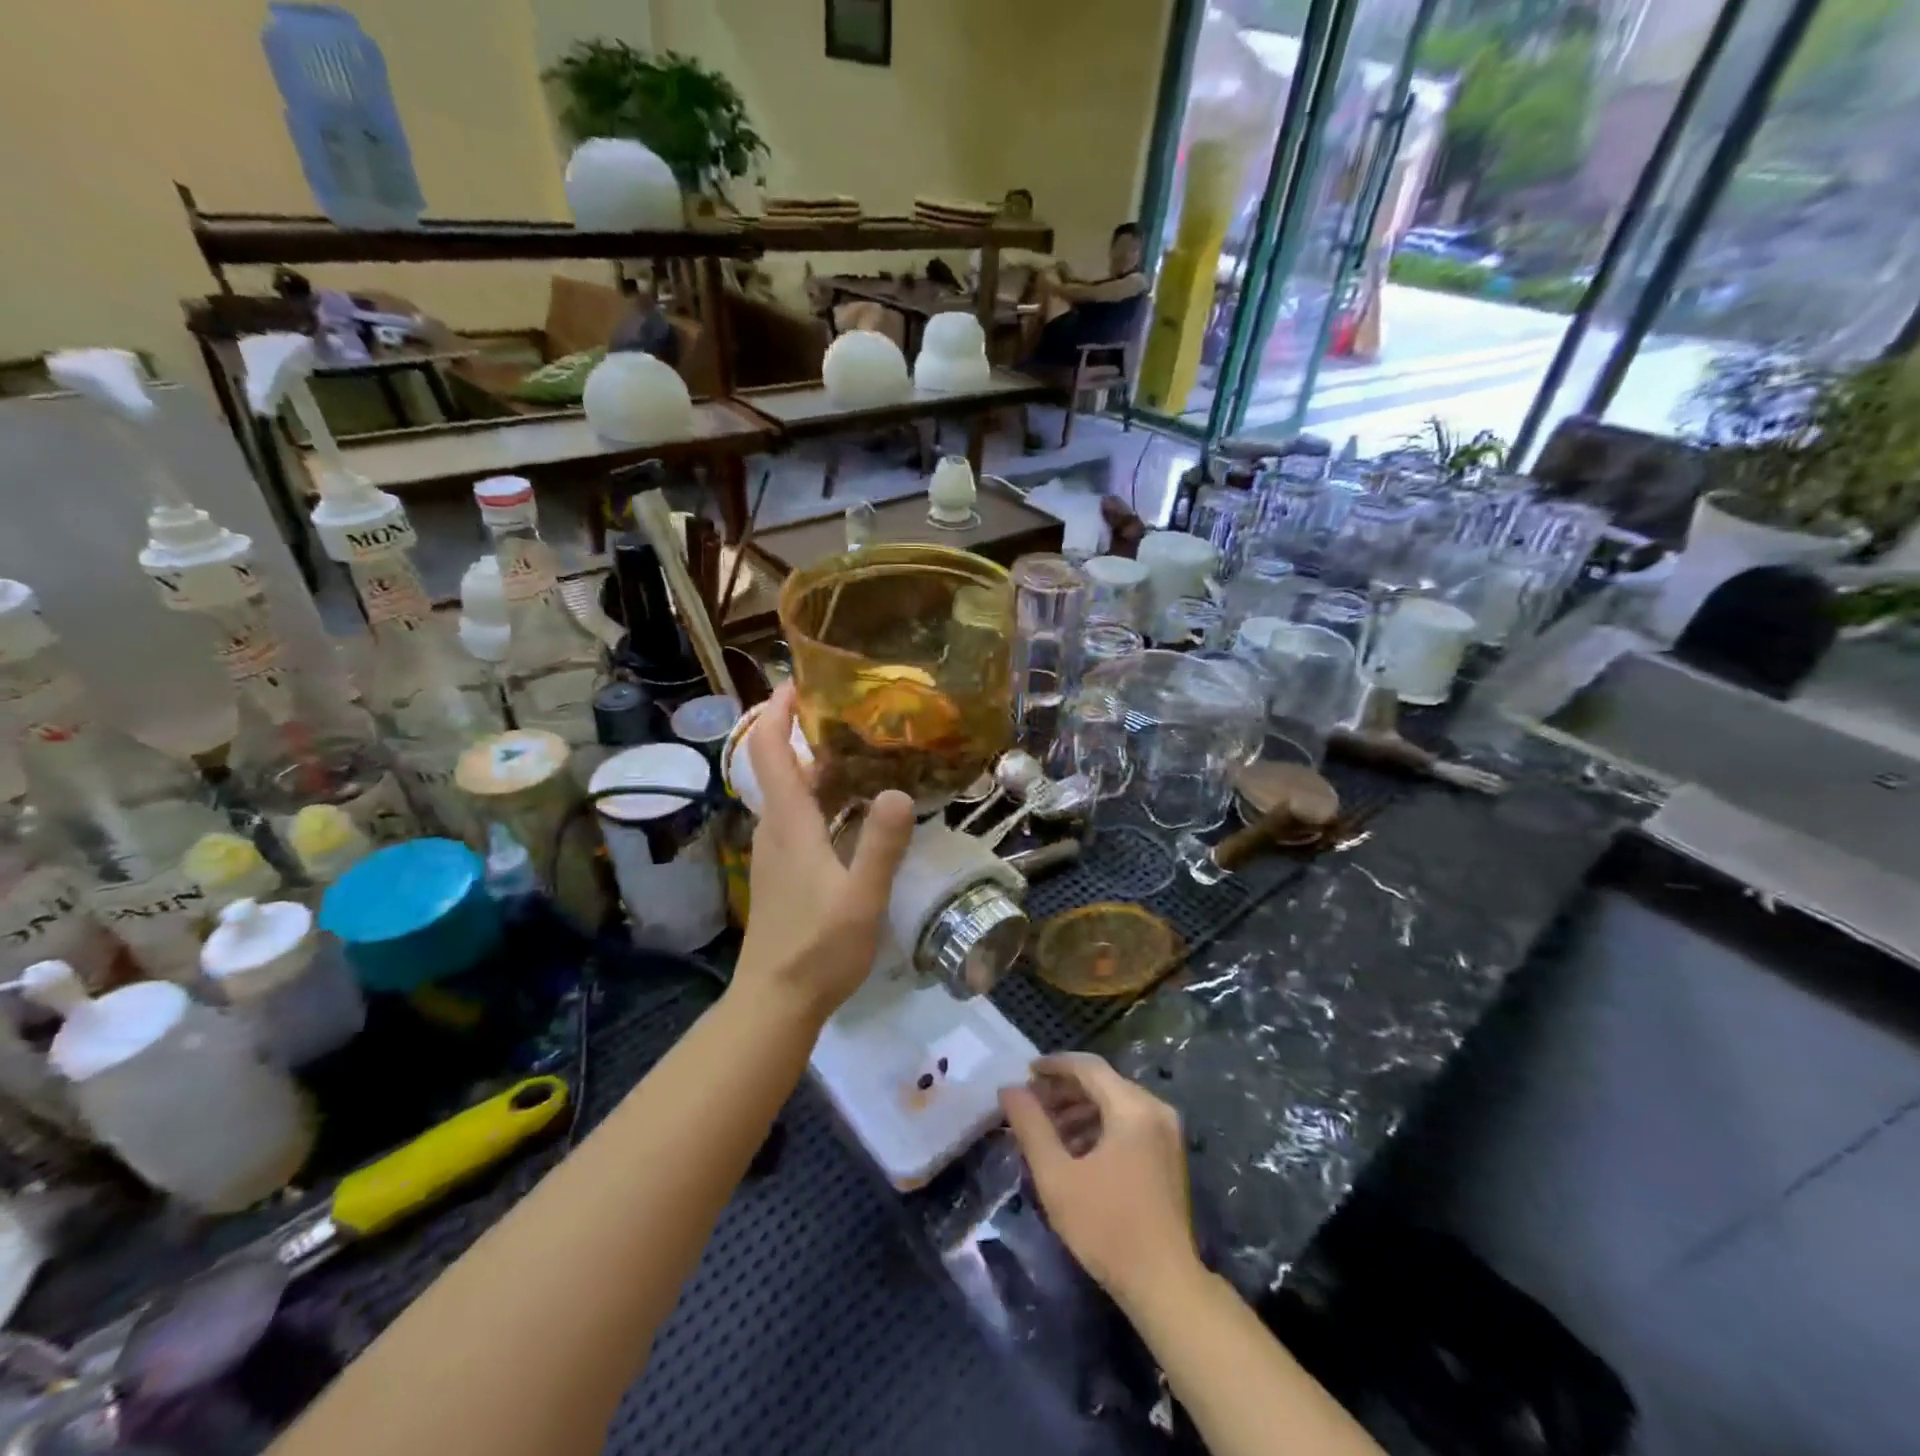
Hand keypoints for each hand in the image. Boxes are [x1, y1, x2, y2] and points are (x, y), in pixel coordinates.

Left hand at [736, 685, 915, 1020]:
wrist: (776, 1001)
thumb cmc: (817, 948)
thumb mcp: (861, 898)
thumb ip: (880, 845)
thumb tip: (898, 791)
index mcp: (789, 823)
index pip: (768, 749)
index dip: (776, 710)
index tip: (799, 680)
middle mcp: (776, 828)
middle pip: (782, 765)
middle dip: (809, 732)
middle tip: (857, 712)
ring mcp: (777, 851)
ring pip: (794, 794)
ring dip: (821, 767)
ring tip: (867, 752)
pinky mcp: (784, 870)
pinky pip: (801, 817)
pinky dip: (825, 799)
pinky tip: (859, 809)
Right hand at [1000, 1053, 1198, 1304]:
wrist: (1165, 1286)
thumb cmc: (1107, 1227)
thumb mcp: (1057, 1176)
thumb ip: (1031, 1126)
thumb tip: (1009, 1089)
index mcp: (1133, 1107)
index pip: (1088, 1067)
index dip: (1054, 1065)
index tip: (1025, 1072)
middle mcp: (1155, 1109)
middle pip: (1103, 1083)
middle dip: (1064, 1090)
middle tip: (1031, 1104)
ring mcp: (1166, 1133)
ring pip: (1115, 1103)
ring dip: (1079, 1110)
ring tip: (1046, 1129)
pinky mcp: (1168, 1155)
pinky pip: (1128, 1123)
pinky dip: (1099, 1126)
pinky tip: (1075, 1150)